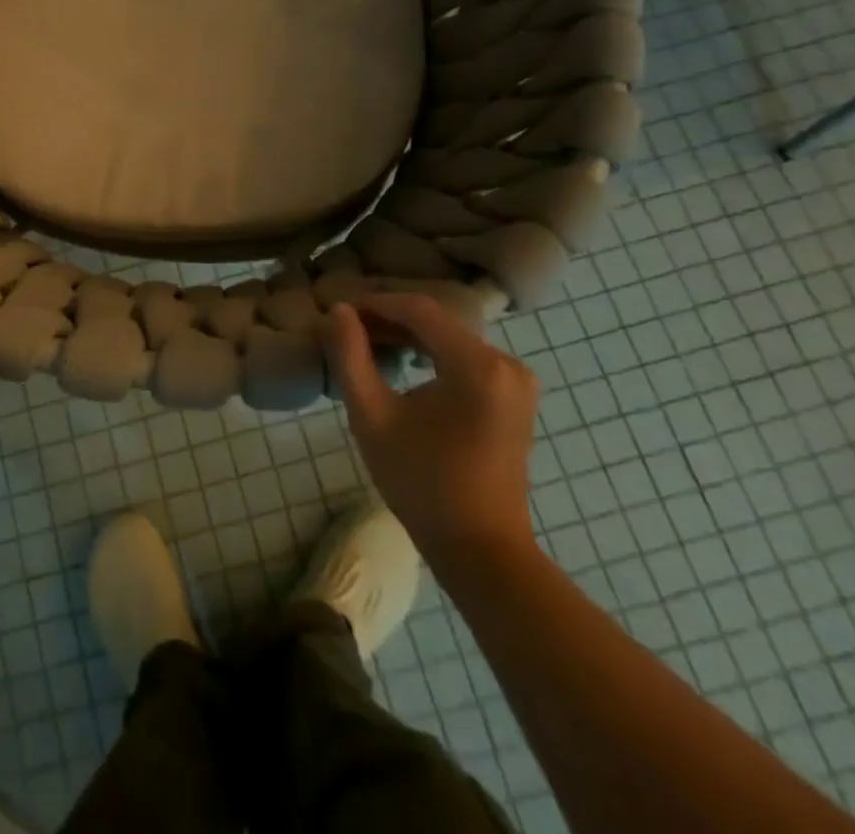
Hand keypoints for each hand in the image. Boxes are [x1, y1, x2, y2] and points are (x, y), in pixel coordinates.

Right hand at [323, 294, 539, 569]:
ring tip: (368, 344)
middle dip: (390, 320)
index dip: (375, 304)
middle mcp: (505, 363)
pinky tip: (402, 365)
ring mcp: (516, 381)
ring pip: (451, 339)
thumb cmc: (422, 484)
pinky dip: (431, 355)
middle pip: (437, 322)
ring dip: (409, 337)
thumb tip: (339, 311)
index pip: (418, 310)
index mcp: (476, 364)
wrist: (482, 550)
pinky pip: (466, 358)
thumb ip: (351, 356)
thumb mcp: (372, 416)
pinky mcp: (514, 398)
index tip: (340, 311)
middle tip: (348, 329)